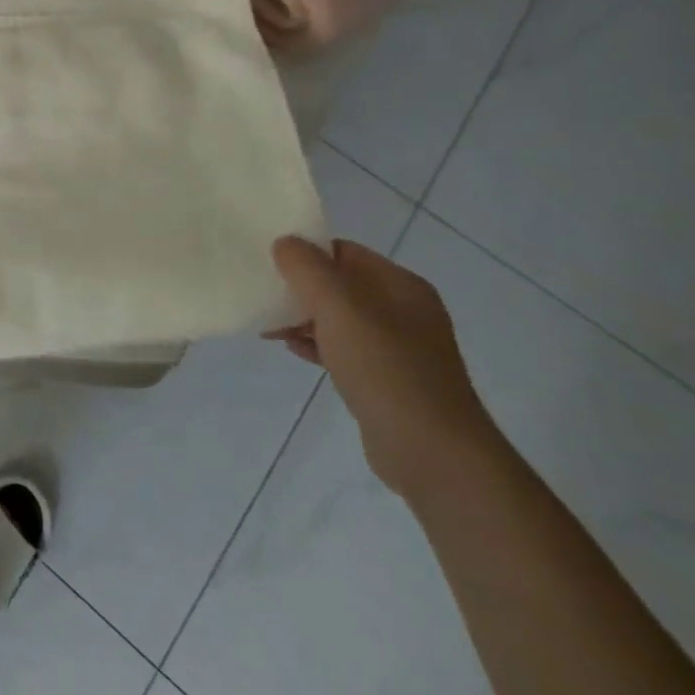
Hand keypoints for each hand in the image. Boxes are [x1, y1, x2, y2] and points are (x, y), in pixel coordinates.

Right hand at [266, 238, 502, 498]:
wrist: (431, 451)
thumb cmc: (384, 368)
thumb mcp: (339, 307)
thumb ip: (307, 268)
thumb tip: (285, 243)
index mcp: (400, 286)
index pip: (344, 251)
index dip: (305, 253)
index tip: (268, 264)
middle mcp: (403, 311)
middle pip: (339, 284)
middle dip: (299, 288)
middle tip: (263, 296)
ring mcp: (398, 347)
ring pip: (338, 318)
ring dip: (302, 318)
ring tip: (268, 326)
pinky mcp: (387, 379)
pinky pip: (343, 348)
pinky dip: (315, 344)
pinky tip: (292, 350)